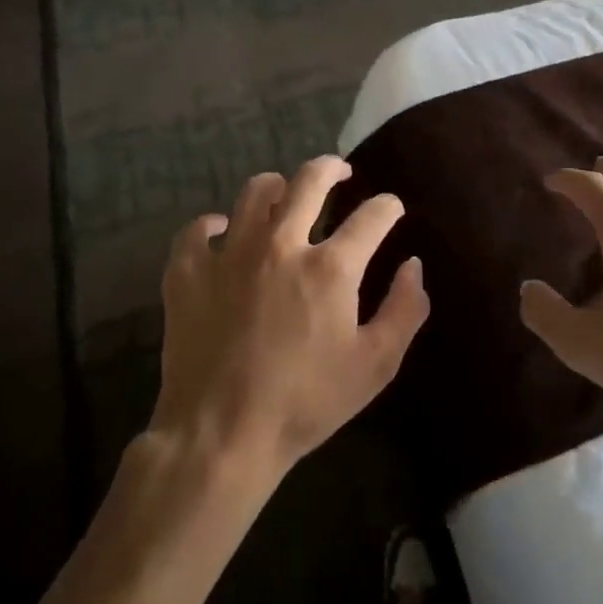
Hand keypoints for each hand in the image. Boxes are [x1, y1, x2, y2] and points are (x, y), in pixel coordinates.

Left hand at [152, 156, 429, 488]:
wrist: (221, 435)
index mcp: (330, 267)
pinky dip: (212, 225)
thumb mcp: (374, 366)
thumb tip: (413, 266)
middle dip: (331, 168)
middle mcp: (280, 244)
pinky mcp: (188, 271)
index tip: (391, 209)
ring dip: (276, 187)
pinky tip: (221, 232)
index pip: (372, 216)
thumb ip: (403, 311)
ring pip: (254, 193)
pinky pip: (198, 230)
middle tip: (339, 172)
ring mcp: (229, 253)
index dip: (388, 207)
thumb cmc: (305, 403)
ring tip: (283, 193)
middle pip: (309, 181)